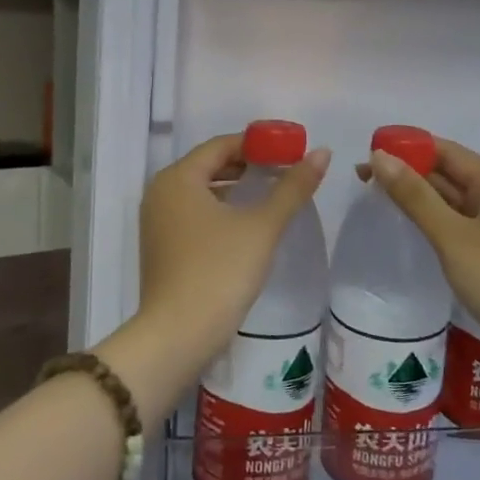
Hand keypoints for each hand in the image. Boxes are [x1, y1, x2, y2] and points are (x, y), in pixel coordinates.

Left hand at [106, 135, 329, 422]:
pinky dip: (220, 210)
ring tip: (273, 194)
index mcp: (178, 178)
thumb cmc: (220, 271)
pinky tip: (247, 224)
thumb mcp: (262, 226)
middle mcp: (160, 192)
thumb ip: (293, 187)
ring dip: (235, 188)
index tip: (291, 149)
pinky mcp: (161, 247)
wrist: (178, 335)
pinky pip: (194, 214)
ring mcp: (157, 222)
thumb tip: (323, 152)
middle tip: (286, 170)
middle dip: (248, 165)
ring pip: (202, 191)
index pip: (221, 145)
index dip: (258, 144)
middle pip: (209, 166)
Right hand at [364, 137, 479, 344]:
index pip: (443, 150)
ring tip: (377, 204)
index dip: (405, 148)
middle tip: (362, 182)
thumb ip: (414, 196)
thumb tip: (379, 156)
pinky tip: (411, 235)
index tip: (367, 156)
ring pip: (453, 203)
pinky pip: (460, 229)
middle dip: (407, 174)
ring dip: (419, 200)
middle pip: (448, 174)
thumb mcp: (452, 235)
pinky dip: (434, 225)